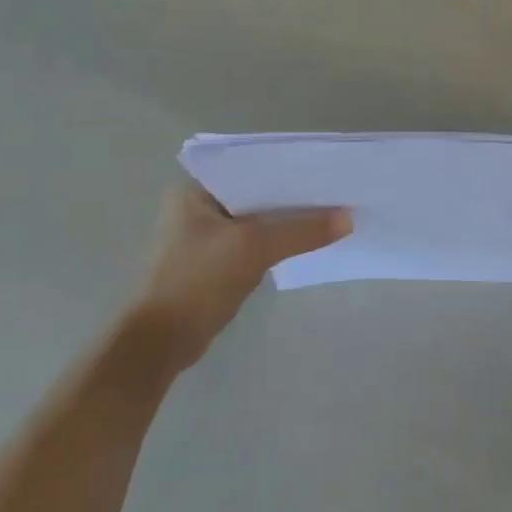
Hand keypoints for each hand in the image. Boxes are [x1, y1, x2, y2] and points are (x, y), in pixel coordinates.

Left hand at [138, 186, 349, 369]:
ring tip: (328, 214)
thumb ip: (302, 231)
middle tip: (333, 192)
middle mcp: (197, 207)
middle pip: (256, 195)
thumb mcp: (254, 248)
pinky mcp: (213, 263)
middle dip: (291, 197)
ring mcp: (204, 237)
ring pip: (257, 220)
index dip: (287, 169)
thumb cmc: (199, 281)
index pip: (249, 168)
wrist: (162, 343)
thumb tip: (349, 220)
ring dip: (285, 222)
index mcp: (194, 190)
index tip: (323, 170)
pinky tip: (305, 242)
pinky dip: (276, 243)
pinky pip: (253, 243)